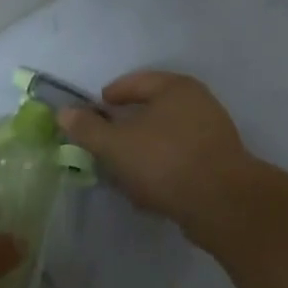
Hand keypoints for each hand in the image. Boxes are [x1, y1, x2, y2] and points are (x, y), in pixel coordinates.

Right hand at [57, 71, 259, 242]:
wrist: (223, 205)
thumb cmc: (165, 162)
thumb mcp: (115, 145)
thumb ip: (87, 128)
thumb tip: (64, 112)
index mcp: (175, 87)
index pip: (135, 82)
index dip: (110, 96)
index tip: (94, 111)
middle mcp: (199, 103)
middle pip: (152, 109)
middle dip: (127, 125)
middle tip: (105, 140)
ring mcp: (214, 133)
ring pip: (166, 136)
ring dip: (144, 149)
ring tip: (123, 168)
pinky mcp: (220, 163)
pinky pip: (181, 158)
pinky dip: (162, 167)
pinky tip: (148, 188)